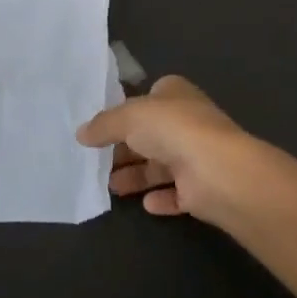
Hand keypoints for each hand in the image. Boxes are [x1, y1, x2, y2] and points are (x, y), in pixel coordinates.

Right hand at [75, 75, 254, 223]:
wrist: (216, 171)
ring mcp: (196, 155)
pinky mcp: (201, 188)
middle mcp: (187, 121)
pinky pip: (176, 193)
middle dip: (125, 149)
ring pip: (160, 165)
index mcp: (174, 93)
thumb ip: (103, 125)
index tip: (101, 127)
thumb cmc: (172, 129)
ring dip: (137, 176)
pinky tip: (145, 204)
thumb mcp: (128, 117)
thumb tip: (81, 133)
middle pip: (150, 134)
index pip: (147, 98)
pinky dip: (161, 198)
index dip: (125, 111)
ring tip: (110, 186)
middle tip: (96, 162)